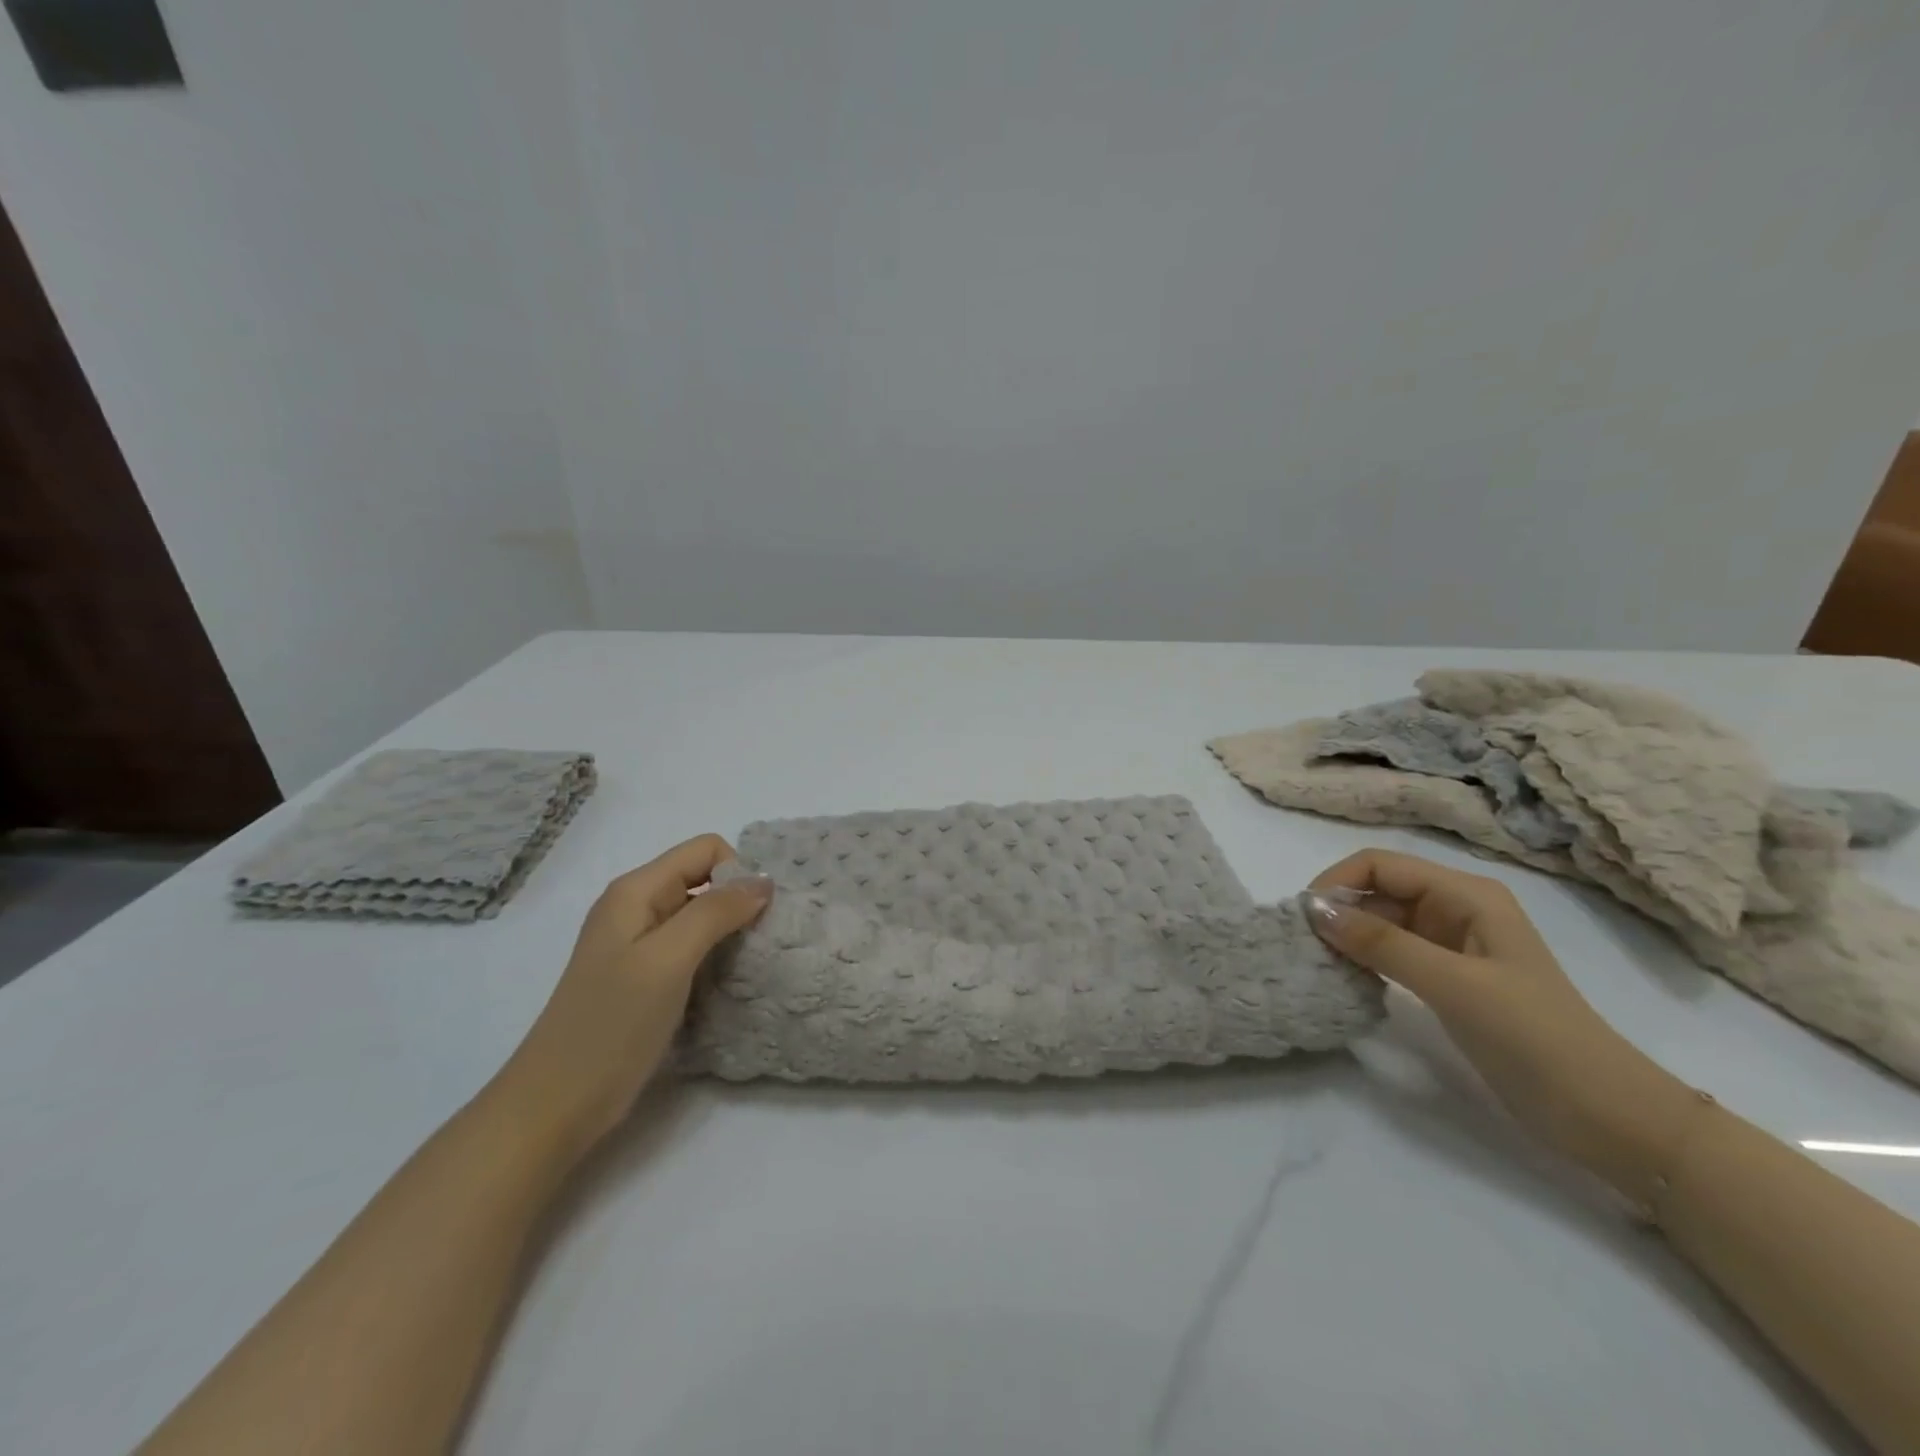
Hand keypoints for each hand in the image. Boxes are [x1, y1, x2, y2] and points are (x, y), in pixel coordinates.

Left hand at [495, 835, 773, 1156]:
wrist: (556, 1104)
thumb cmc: (612, 1024)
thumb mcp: (668, 959)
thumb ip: (716, 912)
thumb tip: (764, 881)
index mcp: (636, 890)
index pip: (706, 850)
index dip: (736, 874)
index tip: (751, 918)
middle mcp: (637, 908)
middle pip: (704, 879)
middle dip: (737, 903)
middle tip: (757, 944)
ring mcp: (638, 945)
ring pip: (701, 915)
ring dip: (729, 932)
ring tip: (746, 966)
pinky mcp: (644, 978)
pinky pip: (692, 948)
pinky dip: (715, 957)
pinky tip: (725, 983)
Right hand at [1305, 849, 1698, 1203]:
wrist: (1607, 1116)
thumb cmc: (1535, 1038)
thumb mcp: (1454, 985)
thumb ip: (1382, 944)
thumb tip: (1314, 909)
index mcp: (1467, 895)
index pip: (1382, 864)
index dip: (1338, 881)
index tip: (1303, 917)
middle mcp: (1457, 909)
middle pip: (1380, 889)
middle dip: (1339, 908)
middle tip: (1304, 943)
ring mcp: (1454, 945)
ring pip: (1383, 920)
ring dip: (1349, 934)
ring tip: (1319, 960)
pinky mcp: (1450, 978)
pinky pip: (1393, 951)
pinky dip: (1365, 957)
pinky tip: (1347, 976)